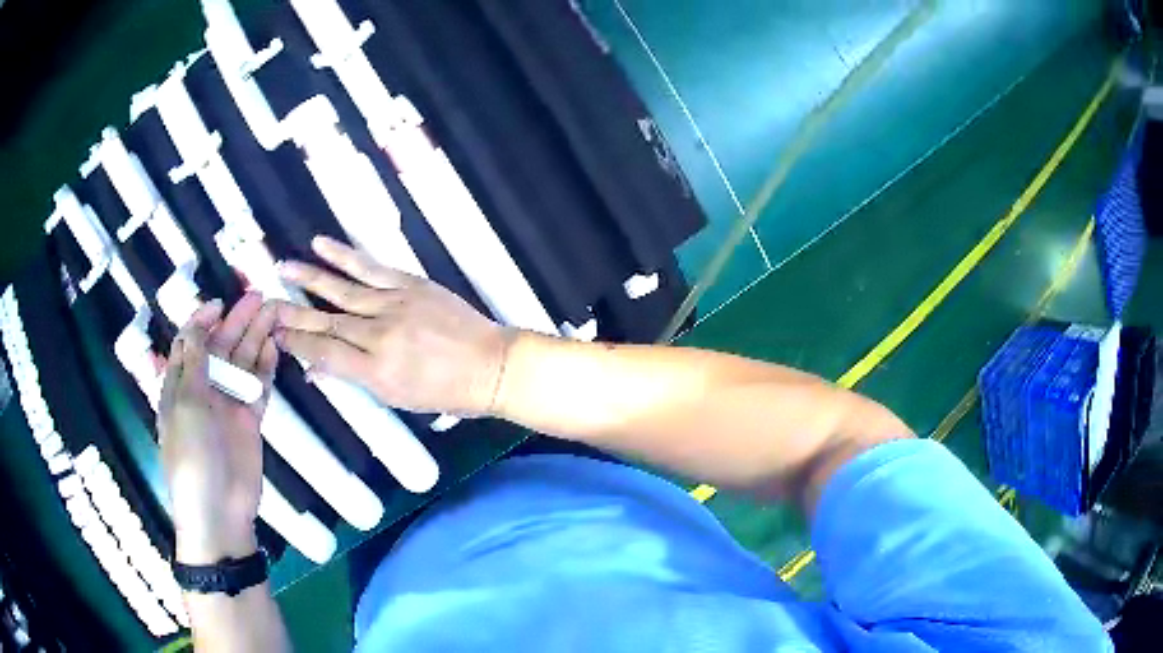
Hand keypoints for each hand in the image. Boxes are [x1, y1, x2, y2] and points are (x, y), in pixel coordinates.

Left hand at [159, 294, 278, 564]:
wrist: (218, 510)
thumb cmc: (191, 455)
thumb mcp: (185, 404)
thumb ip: (194, 362)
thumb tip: (199, 324)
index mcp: (179, 384)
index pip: (189, 342)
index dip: (203, 319)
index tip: (221, 303)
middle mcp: (203, 389)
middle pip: (220, 347)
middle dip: (236, 321)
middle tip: (259, 297)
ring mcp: (227, 405)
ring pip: (241, 363)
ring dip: (255, 338)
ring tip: (273, 312)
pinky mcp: (249, 421)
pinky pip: (258, 388)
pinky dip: (266, 368)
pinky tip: (275, 347)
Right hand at [274, 236, 512, 415]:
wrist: (490, 364)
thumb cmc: (445, 391)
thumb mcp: (397, 398)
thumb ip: (355, 379)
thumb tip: (315, 368)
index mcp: (377, 372)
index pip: (325, 355)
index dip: (296, 345)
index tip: (274, 336)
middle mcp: (380, 337)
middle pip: (327, 324)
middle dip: (292, 316)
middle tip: (265, 306)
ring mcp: (395, 305)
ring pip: (342, 291)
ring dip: (308, 279)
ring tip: (281, 270)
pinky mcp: (410, 284)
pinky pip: (370, 267)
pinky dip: (343, 256)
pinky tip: (319, 245)